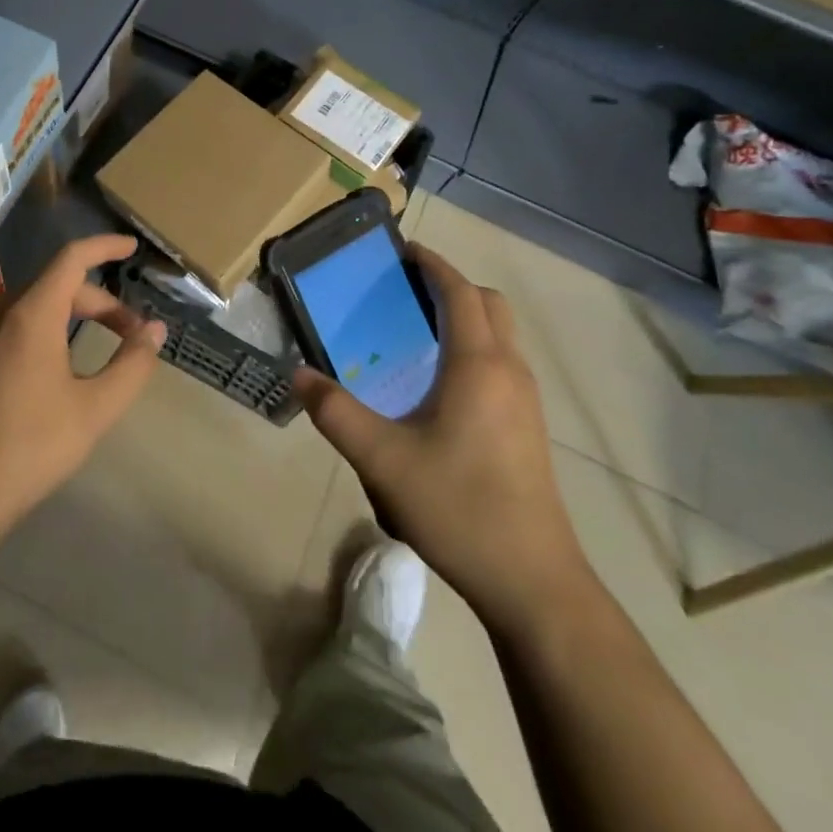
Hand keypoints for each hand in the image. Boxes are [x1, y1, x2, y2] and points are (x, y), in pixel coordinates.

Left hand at [0, 234, 166, 538]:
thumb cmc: (29, 448)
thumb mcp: (94, 409)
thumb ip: (131, 364)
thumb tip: (155, 331)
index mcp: (30, 315)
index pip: (72, 258)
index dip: (104, 247)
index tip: (131, 248)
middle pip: (55, 286)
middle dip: (98, 302)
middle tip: (130, 334)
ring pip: (31, 306)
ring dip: (69, 315)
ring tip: (95, 348)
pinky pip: (9, 326)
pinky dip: (40, 330)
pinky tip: (51, 369)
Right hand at [295, 244, 587, 626]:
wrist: (532, 582)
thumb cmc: (458, 507)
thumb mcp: (382, 460)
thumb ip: (336, 413)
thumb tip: (299, 376)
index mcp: (478, 364)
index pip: (459, 292)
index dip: (433, 264)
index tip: (402, 251)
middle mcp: (509, 370)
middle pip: (488, 304)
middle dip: (451, 285)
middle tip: (406, 290)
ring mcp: (526, 400)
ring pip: (500, 334)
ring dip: (465, 316)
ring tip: (417, 330)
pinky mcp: (529, 426)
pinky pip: (502, 362)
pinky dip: (474, 346)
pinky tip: (440, 382)